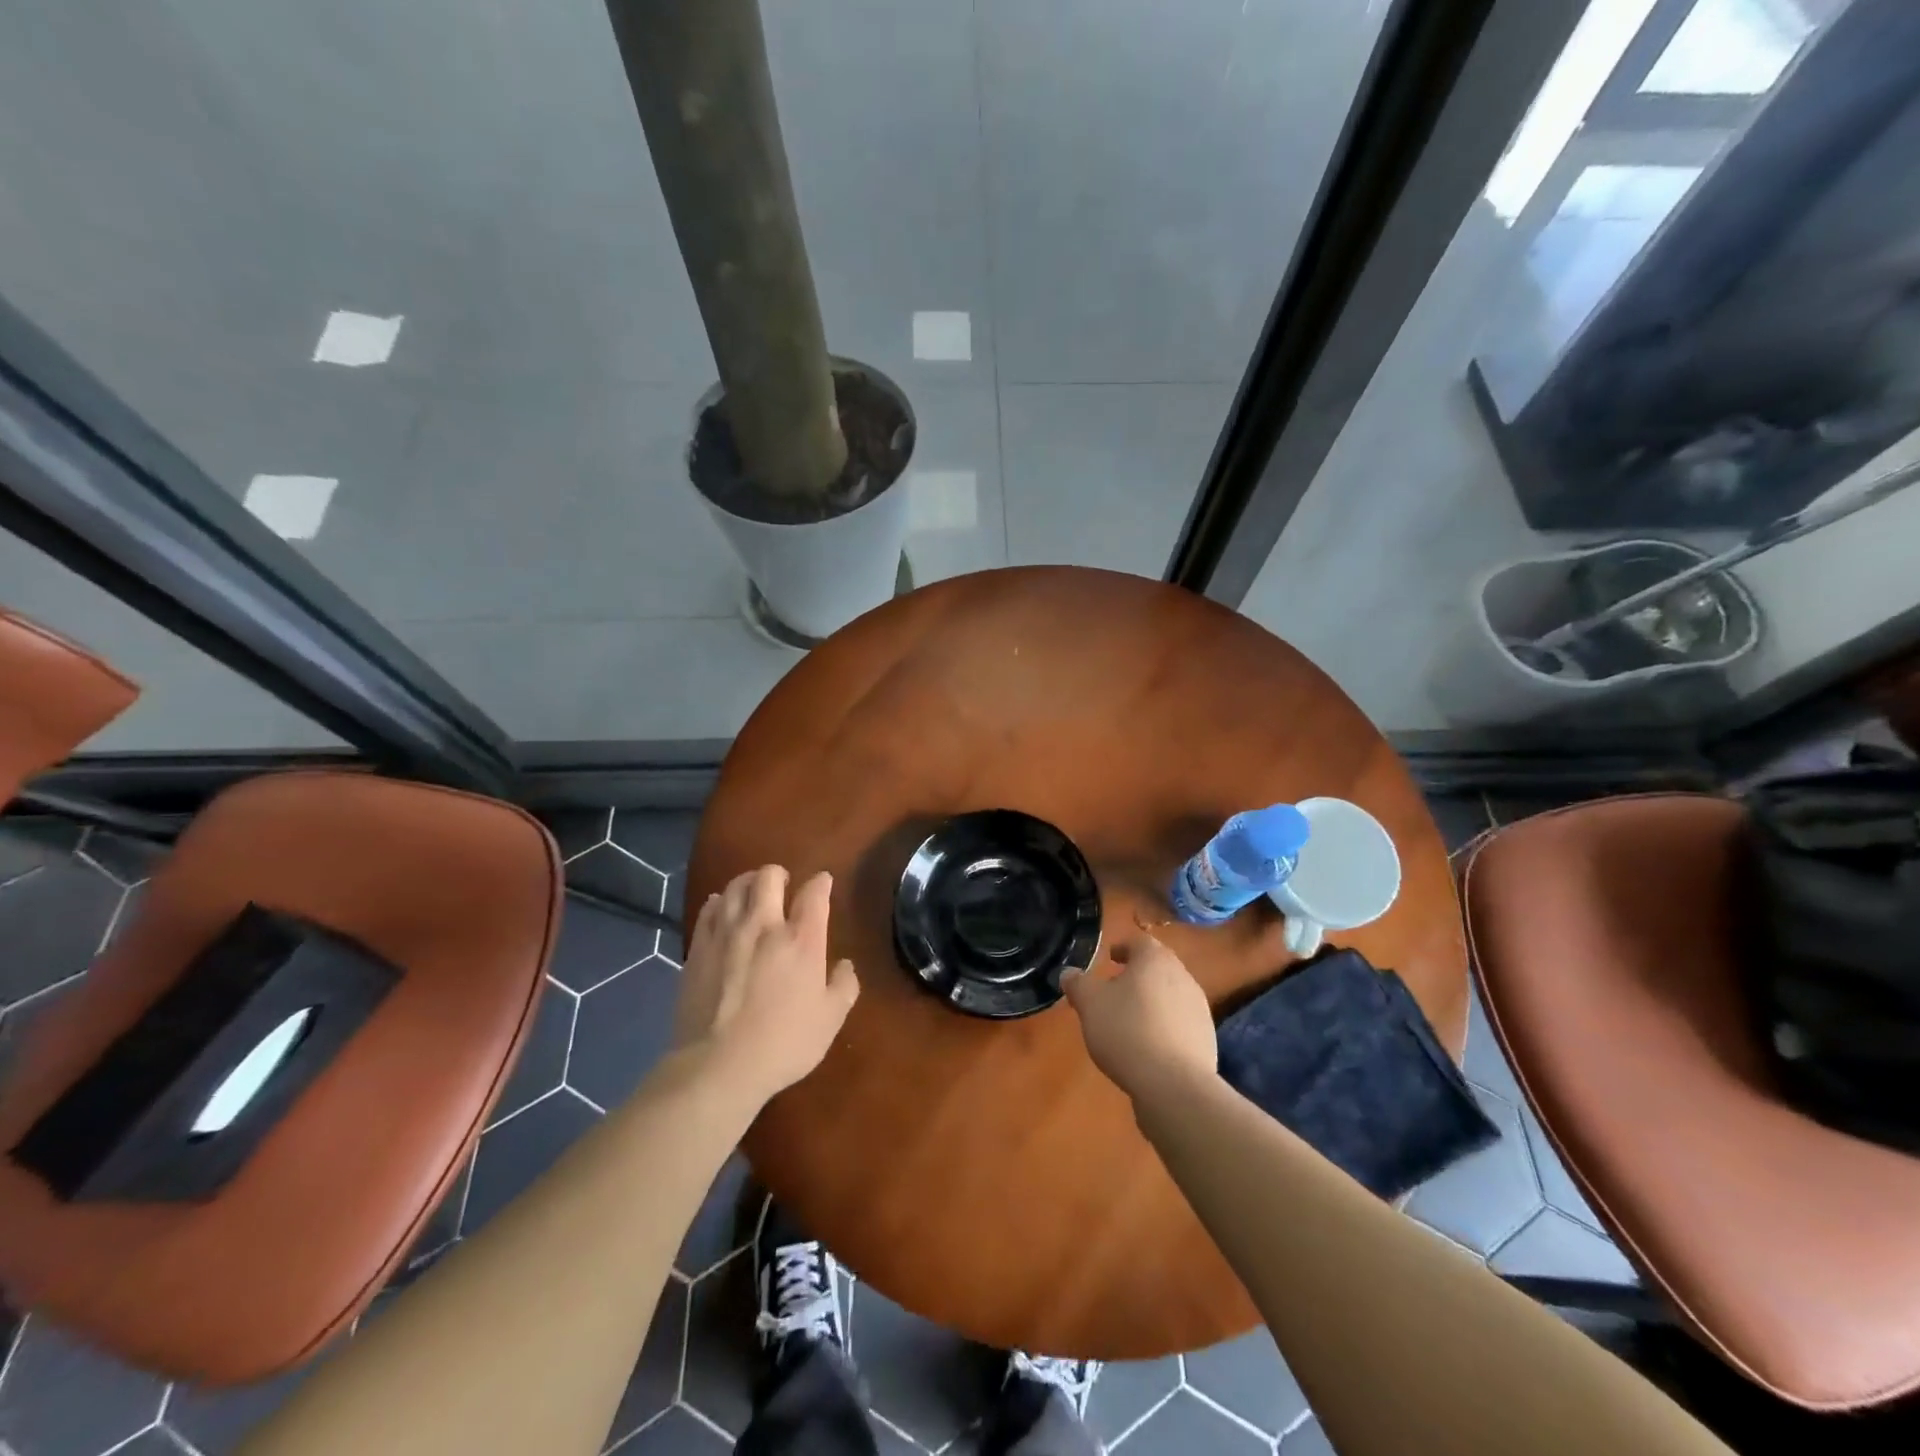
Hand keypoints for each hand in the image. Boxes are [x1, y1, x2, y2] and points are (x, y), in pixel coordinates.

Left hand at [673, 865, 859, 1106]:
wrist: (718, 1066)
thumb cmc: (783, 1043)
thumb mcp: (830, 1020)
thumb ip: (843, 987)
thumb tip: (845, 966)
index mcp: (801, 939)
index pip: (815, 893)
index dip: (821, 882)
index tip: (823, 882)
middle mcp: (764, 925)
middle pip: (768, 877)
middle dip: (778, 873)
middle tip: (783, 882)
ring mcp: (726, 934)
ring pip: (735, 887)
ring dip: (748, 881)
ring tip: (753, 889)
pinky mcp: (698, 949)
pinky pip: (709, 910)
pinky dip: (719, 901)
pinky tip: (722, 906)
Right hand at [1061, 936, 1216, 1103]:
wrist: (1174, 1084)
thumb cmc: (1127, 1030)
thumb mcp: (1090, 1004)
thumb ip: (1077, 984)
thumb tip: (1068, 973)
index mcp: (1155, 959)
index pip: (1139, 942)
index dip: (1123, 948)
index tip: (1110, 959)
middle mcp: (1182, 977)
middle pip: (1158, 967)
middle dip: (1137, 975)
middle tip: (1115, 990)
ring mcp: (1199, 1009)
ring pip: (1170, 995)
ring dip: (1151, 1002)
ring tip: (1130, 1021)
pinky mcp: (1206, 1039)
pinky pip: (1180, 1024)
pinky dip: (1164, 1027)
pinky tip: (1148, 1047)